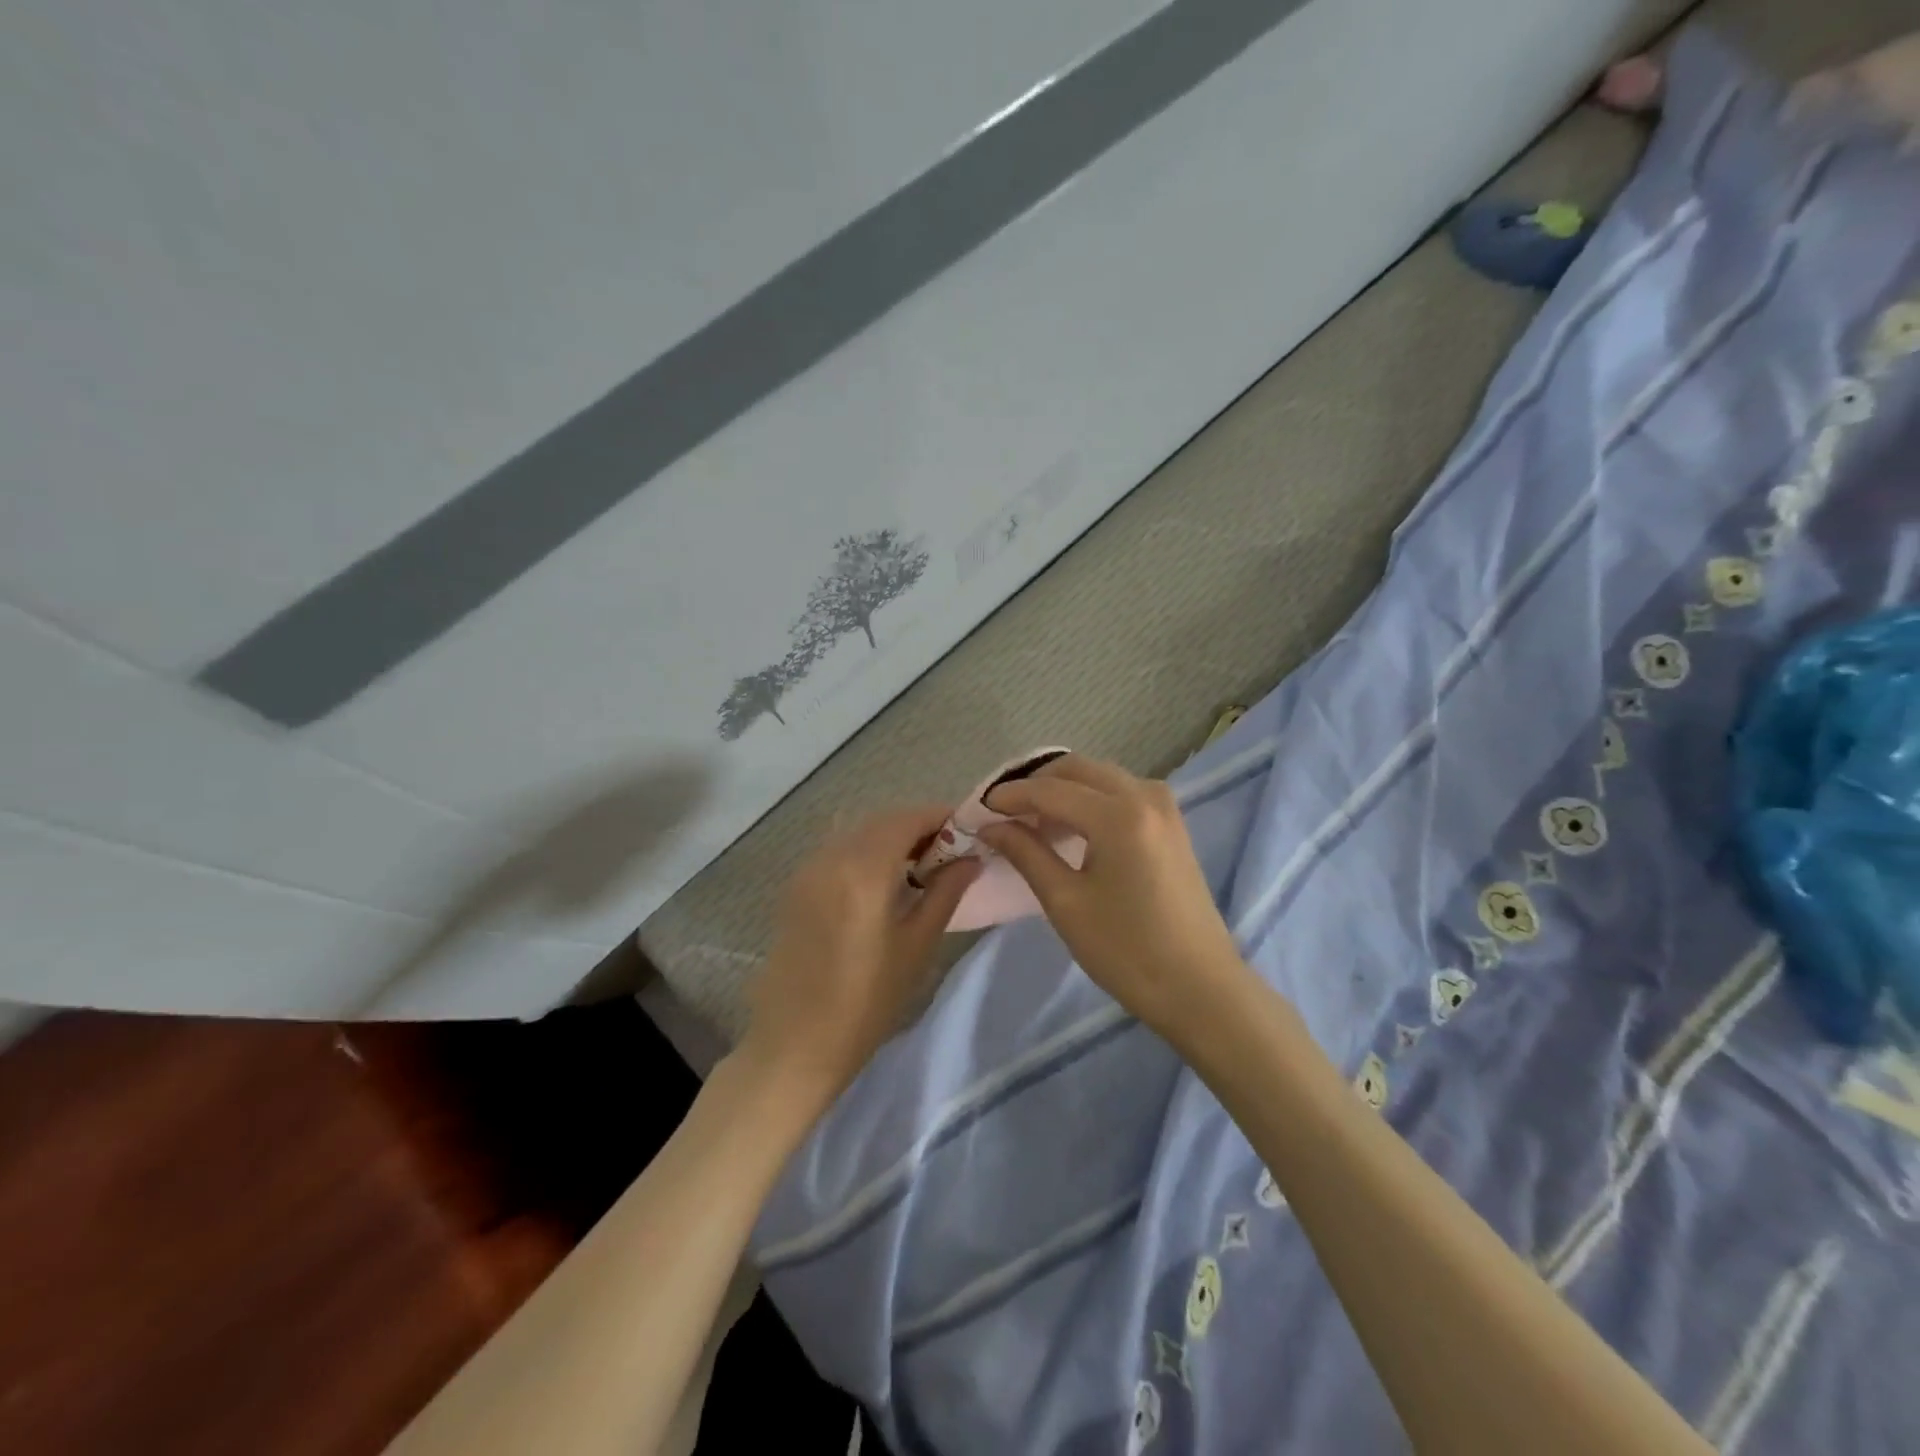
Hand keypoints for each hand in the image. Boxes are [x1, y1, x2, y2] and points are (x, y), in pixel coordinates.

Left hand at [738, 805, 980, 1109]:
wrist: (796, 1042)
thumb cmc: (867, 1002)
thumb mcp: (917, 946)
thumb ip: (945, 892)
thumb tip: (972, 858)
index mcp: (864, 869)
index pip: (909, 818)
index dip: (942, 818)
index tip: (969, 833)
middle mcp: (832, 856)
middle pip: (883, 820)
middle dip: (919, 826)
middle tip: (951, 852)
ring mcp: (809, 868)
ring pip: (859, 832)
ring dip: (892, 837)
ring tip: (922, 866)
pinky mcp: (796, 886)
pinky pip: (839, 850)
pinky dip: (867, 851)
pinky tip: (884, 881)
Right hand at [977, 755, 1244, 1032]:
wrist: (1200, 988)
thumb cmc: (1127, 951)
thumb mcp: (1066, 902)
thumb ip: (1026, 853)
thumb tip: (991, 825)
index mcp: (1119, 814)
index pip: (1050, 790)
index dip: (1009, 796)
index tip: (977, 809)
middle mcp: (1144, 795)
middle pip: (1076, 769)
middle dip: (1035, 784)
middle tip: (1002, 813)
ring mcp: (1163, 806)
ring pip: (1099, 777)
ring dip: (1062, 789)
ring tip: (1030, 821)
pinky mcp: (1171, 823)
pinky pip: (1120, 792)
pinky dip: (1089, 799)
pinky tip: (1069, 826)